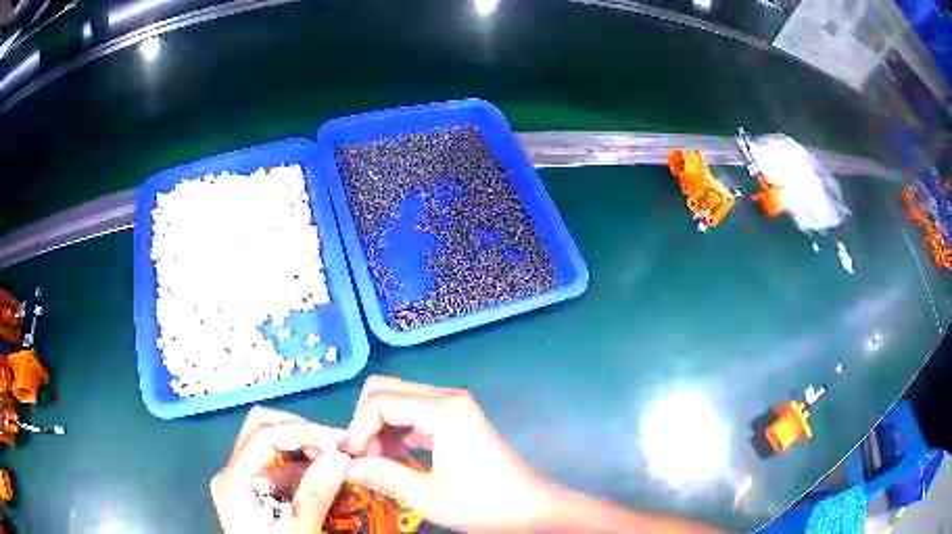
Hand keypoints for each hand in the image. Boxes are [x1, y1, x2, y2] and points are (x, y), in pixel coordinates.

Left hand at [211, 406, 351, 532]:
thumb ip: (316, 494)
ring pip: (271, 451)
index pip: (263, 436)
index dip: (302, 431)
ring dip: (305, 456)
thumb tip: (340, 456)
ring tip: (338, 467)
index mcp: (233, 481)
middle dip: (300, 433)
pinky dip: (301, 474)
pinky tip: (324, 486)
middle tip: (335, 446)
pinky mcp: (253, 494)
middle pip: (260, 431)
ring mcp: (241, 483)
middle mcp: (232, 474)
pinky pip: (277, 473)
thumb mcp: (298, 531)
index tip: (340, 440)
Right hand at [344, 376, 547, 531]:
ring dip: (378, 430)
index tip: (351, 460)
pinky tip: (392, 461)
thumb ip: (381, 476)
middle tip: (363, 459)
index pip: (379, 401)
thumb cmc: (483, 503)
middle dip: (365, 423)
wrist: (529, 509)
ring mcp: (451, 408)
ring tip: (375, 464)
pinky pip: (412, 417)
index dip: (357, 429)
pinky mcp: (454, 421)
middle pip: (385, 391)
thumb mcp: (427, 496)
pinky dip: (395, 435)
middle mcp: (446, 398)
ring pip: (397, 403)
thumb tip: (342, 465)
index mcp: (443, 409)